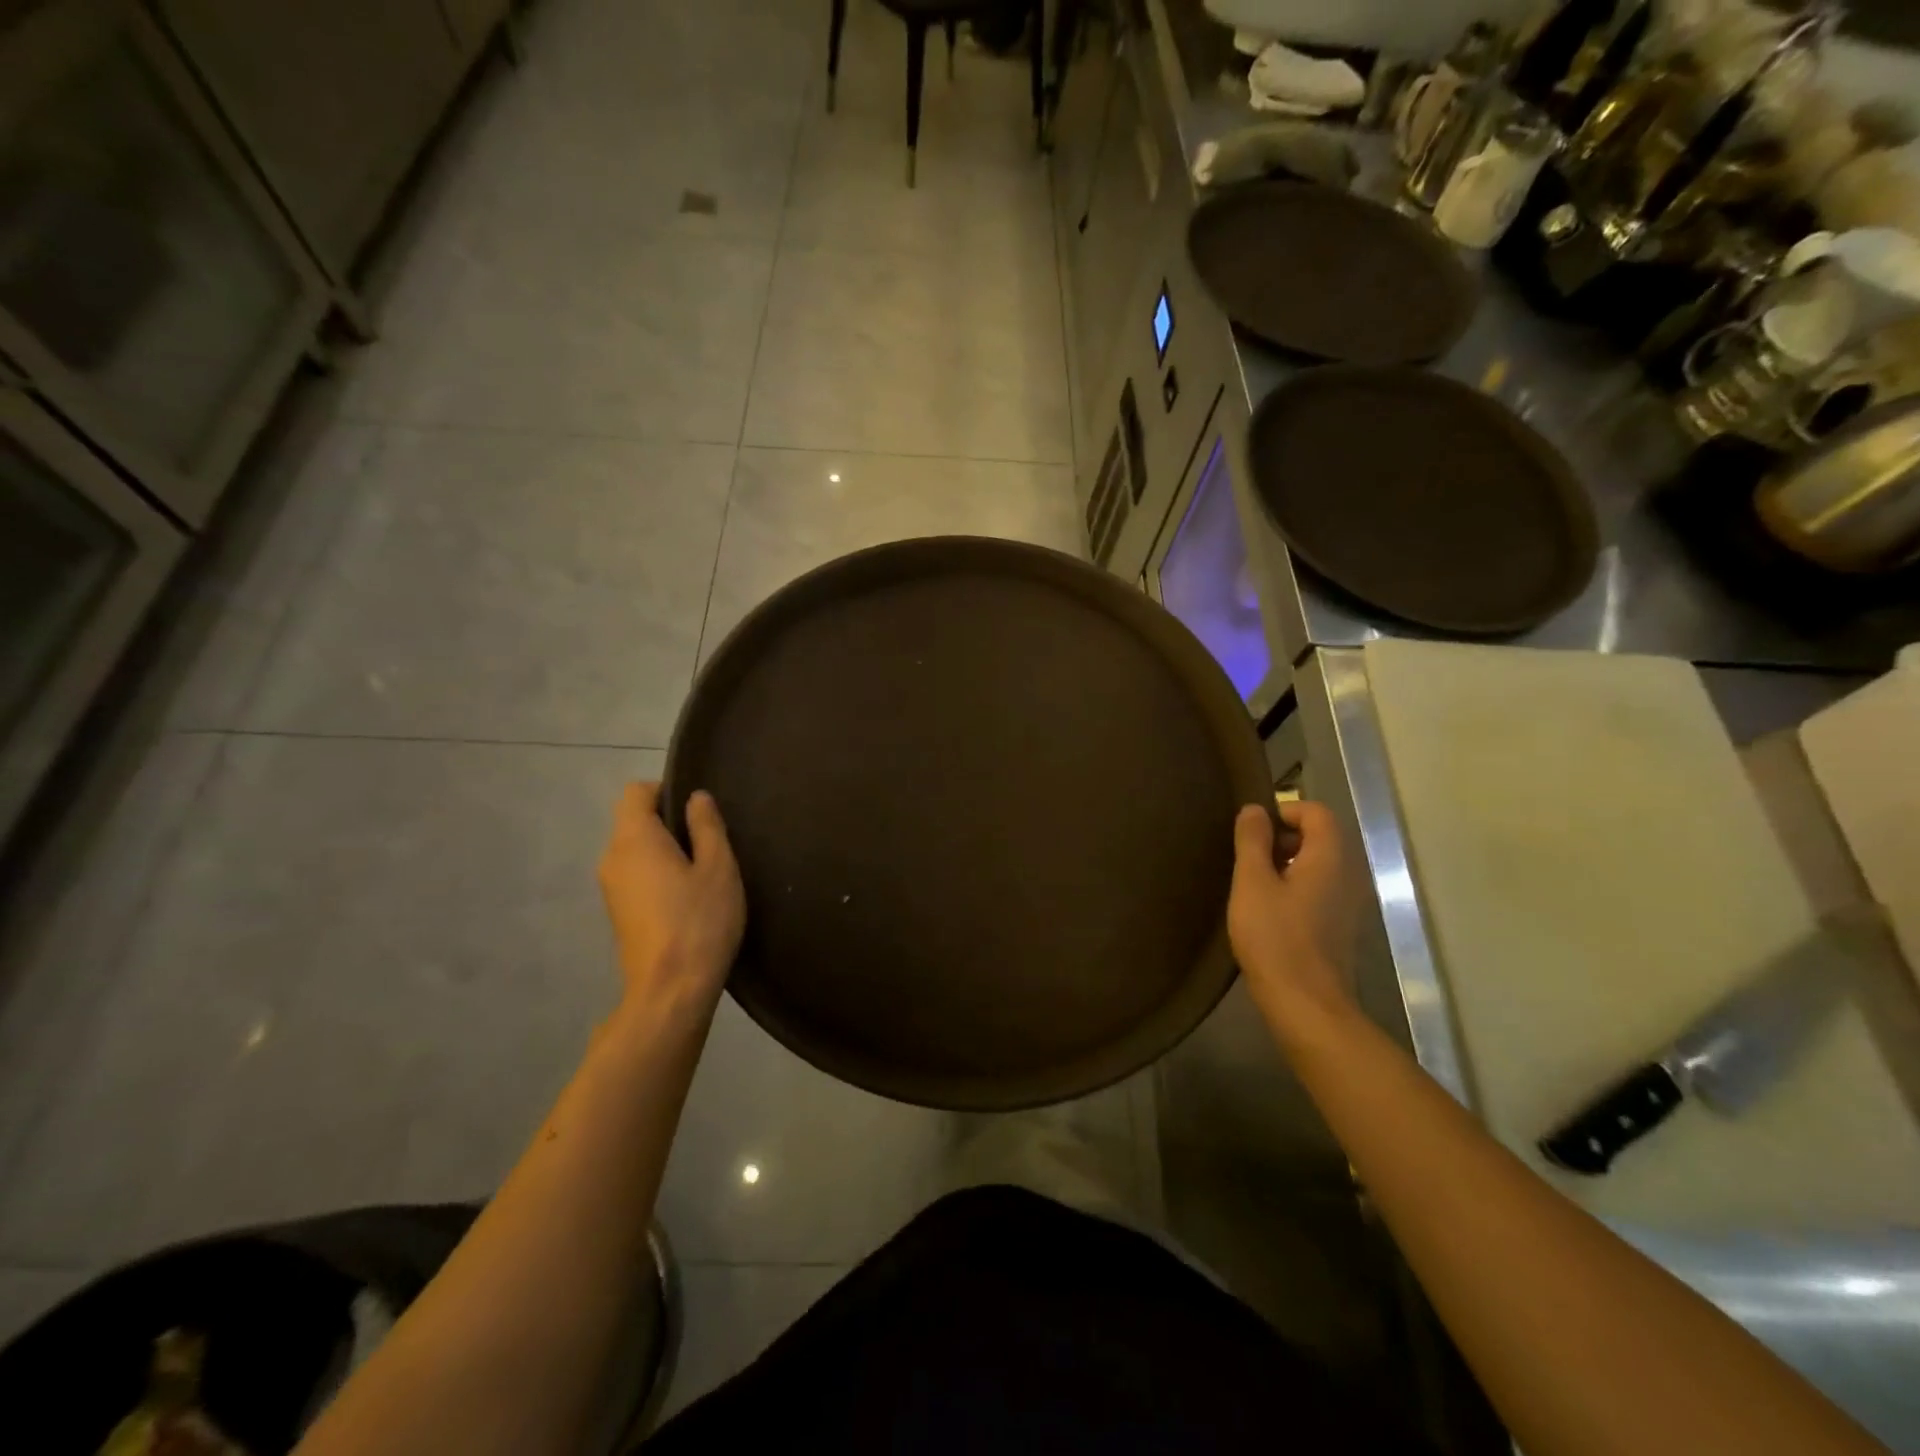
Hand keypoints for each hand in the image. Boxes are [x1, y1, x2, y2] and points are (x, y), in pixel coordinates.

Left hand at [598, 783, 744, 1019]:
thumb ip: (707, 826)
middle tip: (709, 842)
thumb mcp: (718, 867)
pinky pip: (634, 875)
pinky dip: (656, 874)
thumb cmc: (699, 921)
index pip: (635, 793)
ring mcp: (610, 888)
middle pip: (633, 821)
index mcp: (634, 839)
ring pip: (634, 850)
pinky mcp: (617, 913)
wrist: (670, 991)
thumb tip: (696, 797)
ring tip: (702, 872)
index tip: (697, 811)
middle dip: (668, 822)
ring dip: (663, 850)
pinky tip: (686, 898)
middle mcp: (612, 858)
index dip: (665, 790)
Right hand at [1228, 801, 1358, 1037]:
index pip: (1316, 812)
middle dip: (1284, 837)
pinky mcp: (1343, 926)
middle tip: (1249, 858)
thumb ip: (1252, 840)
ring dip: (1288, 864)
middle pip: (1321, 836)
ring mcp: (1351, 902)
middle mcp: (1350, 874)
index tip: (1252, 832)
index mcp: (1331, 857)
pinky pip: (1322, 888)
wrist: (1306, 1004)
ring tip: (1254, 884)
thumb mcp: (1252, 882)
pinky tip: (1270, 910)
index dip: (1284, 811)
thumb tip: (1255, 809)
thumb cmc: (1275, 937)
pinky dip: (1298, 887)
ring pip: (1321, 864)